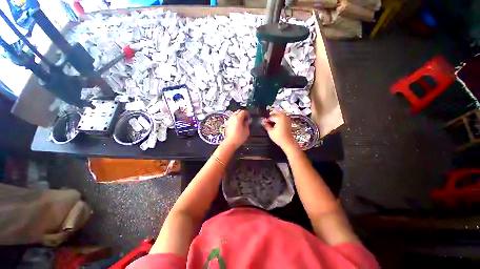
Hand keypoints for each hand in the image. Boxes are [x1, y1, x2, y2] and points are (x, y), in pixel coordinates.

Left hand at [223, 110, 249, 148]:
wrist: (230, 142)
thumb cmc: (238, 137)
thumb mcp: (246, 130)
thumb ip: (247, 124)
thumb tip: (247, 122)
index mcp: (238, 118)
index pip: (243, 111)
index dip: (247, 113)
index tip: (249, 116)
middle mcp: (232, 118)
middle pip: (238, 111)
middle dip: (243, 113)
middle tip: (246, 118)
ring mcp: (229, 120)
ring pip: (234, 114)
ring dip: (239, 116)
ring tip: (242, 121)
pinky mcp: (227, 124)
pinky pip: (232, 119)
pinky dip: (235, 120)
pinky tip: (238, 124)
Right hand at [261, 111, 297, 150]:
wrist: (288, 143)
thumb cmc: (280, 138)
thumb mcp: (270, 131)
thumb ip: (265, 125)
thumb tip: (262, 122)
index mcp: (280, 117)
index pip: (270, 116)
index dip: (266, 119)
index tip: (263, 122)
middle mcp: (284, 116)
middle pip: (275, 113)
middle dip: (270, 117)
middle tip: (265, 121)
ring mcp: (287, 119)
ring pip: (278, 115)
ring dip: (274, 118)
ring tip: (269, 123)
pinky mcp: (288, 122)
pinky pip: (282, 118)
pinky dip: (278, 120)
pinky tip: (274, 125)